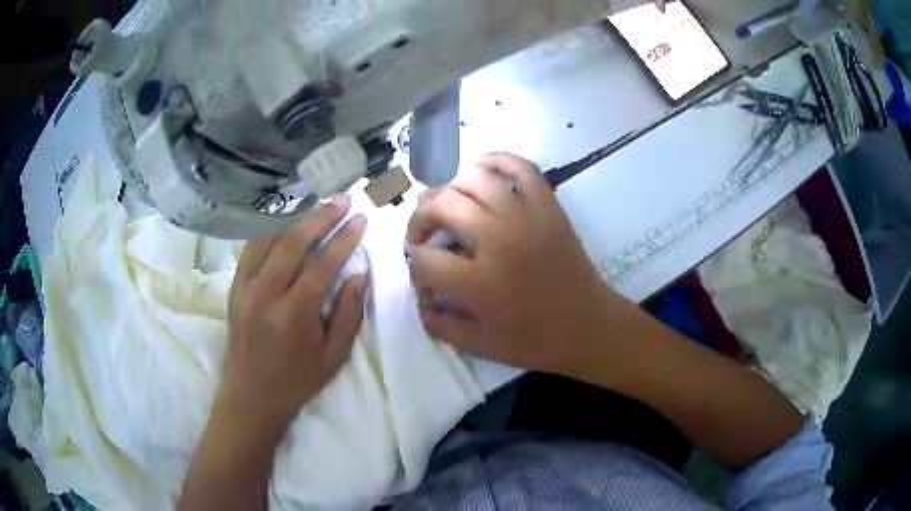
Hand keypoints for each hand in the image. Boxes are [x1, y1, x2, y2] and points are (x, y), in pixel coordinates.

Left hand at [215, 195, 367, 444]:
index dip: (344, 238)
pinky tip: (286, 229)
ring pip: (268, 239)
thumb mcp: (334, 356)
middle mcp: (265, 296)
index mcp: (293, 316)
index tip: (360, 219)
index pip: (322, 264)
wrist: (251, 395)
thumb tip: (358, 274)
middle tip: (342, 200)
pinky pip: (251, 250)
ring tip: (317, 209)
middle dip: (321, 216)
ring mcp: (244, 289)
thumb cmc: (298, 381)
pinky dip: (270, 233)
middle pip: (292, 242)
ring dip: (295, 220)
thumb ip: (348, 313)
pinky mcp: (234, 289)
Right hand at [407, 153, 615, 374]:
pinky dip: (496, 160)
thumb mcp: (478, 345)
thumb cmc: (535, 341)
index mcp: (479, 283)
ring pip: (474, 179)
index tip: (423, 270)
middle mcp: (498, 240)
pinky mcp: (548, 206)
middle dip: (420, 218)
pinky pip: (520, 167)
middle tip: (423, 233)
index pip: (425, 257)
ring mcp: (526, 217)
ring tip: (448, 206)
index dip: (415, 262)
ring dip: (450, 189)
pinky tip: (481, 171)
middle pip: (442, 205)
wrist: (589, 327)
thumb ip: (439, 322)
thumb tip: (419, 295)